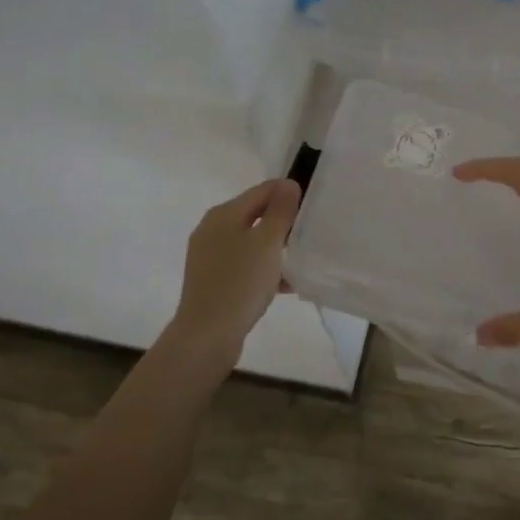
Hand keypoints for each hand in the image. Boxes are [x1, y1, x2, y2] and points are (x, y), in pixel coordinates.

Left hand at [164, 178, 301, 362]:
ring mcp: (210, 256)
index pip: (262, 190)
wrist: (206, 336)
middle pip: (256, 215)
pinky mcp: (213, 280)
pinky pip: (245, 265)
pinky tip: (286, 285)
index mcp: (224, 214)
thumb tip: (288, 184)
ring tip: (302, 261)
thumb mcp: (267, 243)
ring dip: (276, 249)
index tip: (313, 206)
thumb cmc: (240, 283)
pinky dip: (264, 269)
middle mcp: (213, 229)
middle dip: (284, 223)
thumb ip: (280, 211)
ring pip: (252, 242)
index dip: (288, 193)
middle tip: (310, 234)